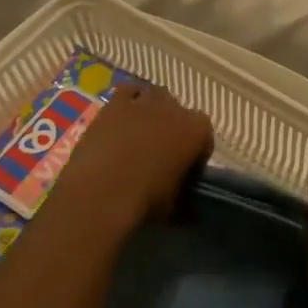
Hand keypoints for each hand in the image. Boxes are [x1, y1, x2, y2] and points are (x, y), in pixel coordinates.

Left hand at [55, 84, 212, 235]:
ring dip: (153, 111)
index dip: (196, 154)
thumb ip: (186, 204)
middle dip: (174, 128)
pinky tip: (122, 119)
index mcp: (197, 130)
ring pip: (156, 97)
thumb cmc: (145, 200)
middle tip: (162, 154)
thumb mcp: (174, 208)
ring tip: (141, 134)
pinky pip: (128, 92)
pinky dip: (129, 101)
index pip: (205, 137)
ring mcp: (145, 102)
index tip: (186, 171)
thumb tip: (192, 214)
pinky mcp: (116, 104)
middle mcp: (176, 108)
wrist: (101, 193)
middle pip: (180, 113)